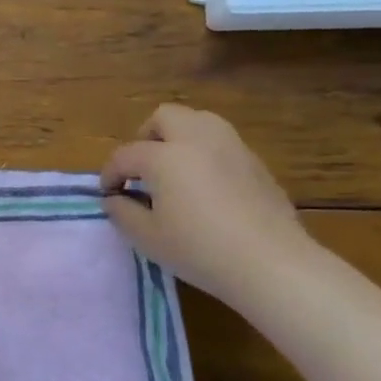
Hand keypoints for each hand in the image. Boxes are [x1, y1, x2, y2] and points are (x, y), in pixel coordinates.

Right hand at [100, 104, 314, 305]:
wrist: (271, 263)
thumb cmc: (199, 250)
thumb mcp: (147, 238)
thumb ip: (122, 212)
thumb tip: (114, 198)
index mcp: (165, 157)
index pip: (126, 154)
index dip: (110, 173)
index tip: (109, 194)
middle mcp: (197, 140)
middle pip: (165, 117)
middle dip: (146, 137)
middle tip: (141, 168)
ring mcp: (232, 147)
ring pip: (199, 121)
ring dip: (179, 137)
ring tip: (174, 169)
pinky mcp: (256, 163)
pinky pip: (222, 143)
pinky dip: (205, 153)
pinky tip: (205, 185)